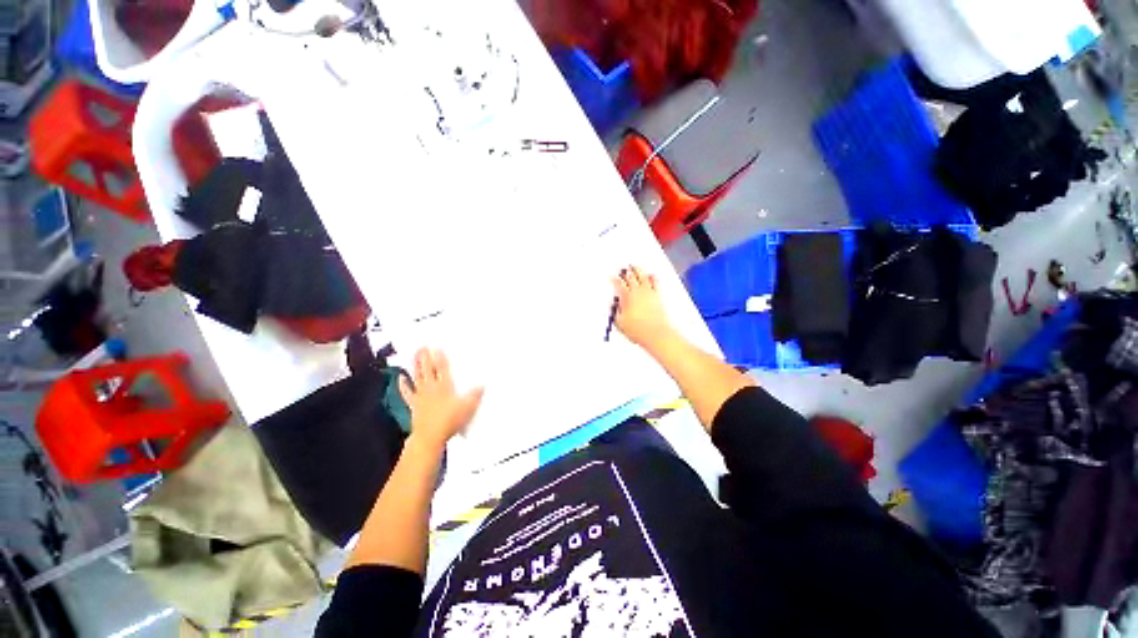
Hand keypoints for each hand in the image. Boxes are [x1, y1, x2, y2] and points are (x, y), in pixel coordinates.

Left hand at [398, 348, 483, 449]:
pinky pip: (407, 392)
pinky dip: (403, 385)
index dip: (440, 358)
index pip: (443, 368)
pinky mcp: (413, 404)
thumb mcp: (468, 407)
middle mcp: (432, 387)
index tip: (437, 348)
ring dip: (416, 365)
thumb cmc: (450, 420)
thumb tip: (483, 384)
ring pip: (418, 376)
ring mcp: (421, 395)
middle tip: (422, 346)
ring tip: (414, 355)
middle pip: (428, 369)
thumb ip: (475, 395)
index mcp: (445, 386)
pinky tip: (400, 378)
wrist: (430, 436)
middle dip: (426, 357)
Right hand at [611, 266, 674, 348]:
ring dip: (638, 269)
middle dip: (625, 271)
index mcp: (627, 297)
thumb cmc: (638, 330)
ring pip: (642, 275)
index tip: (612, 276)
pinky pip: (655, 281)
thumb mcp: (620, 323)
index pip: (619, 284)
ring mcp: (649, 292)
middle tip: (623, 268)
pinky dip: (652, 276)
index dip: (614, 279)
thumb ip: (615, 312)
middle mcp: (638, 292)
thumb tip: (614, 306)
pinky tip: (651, 275)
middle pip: (631, 277)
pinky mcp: (658, 295)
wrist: (656, 334)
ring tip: (635, 266)